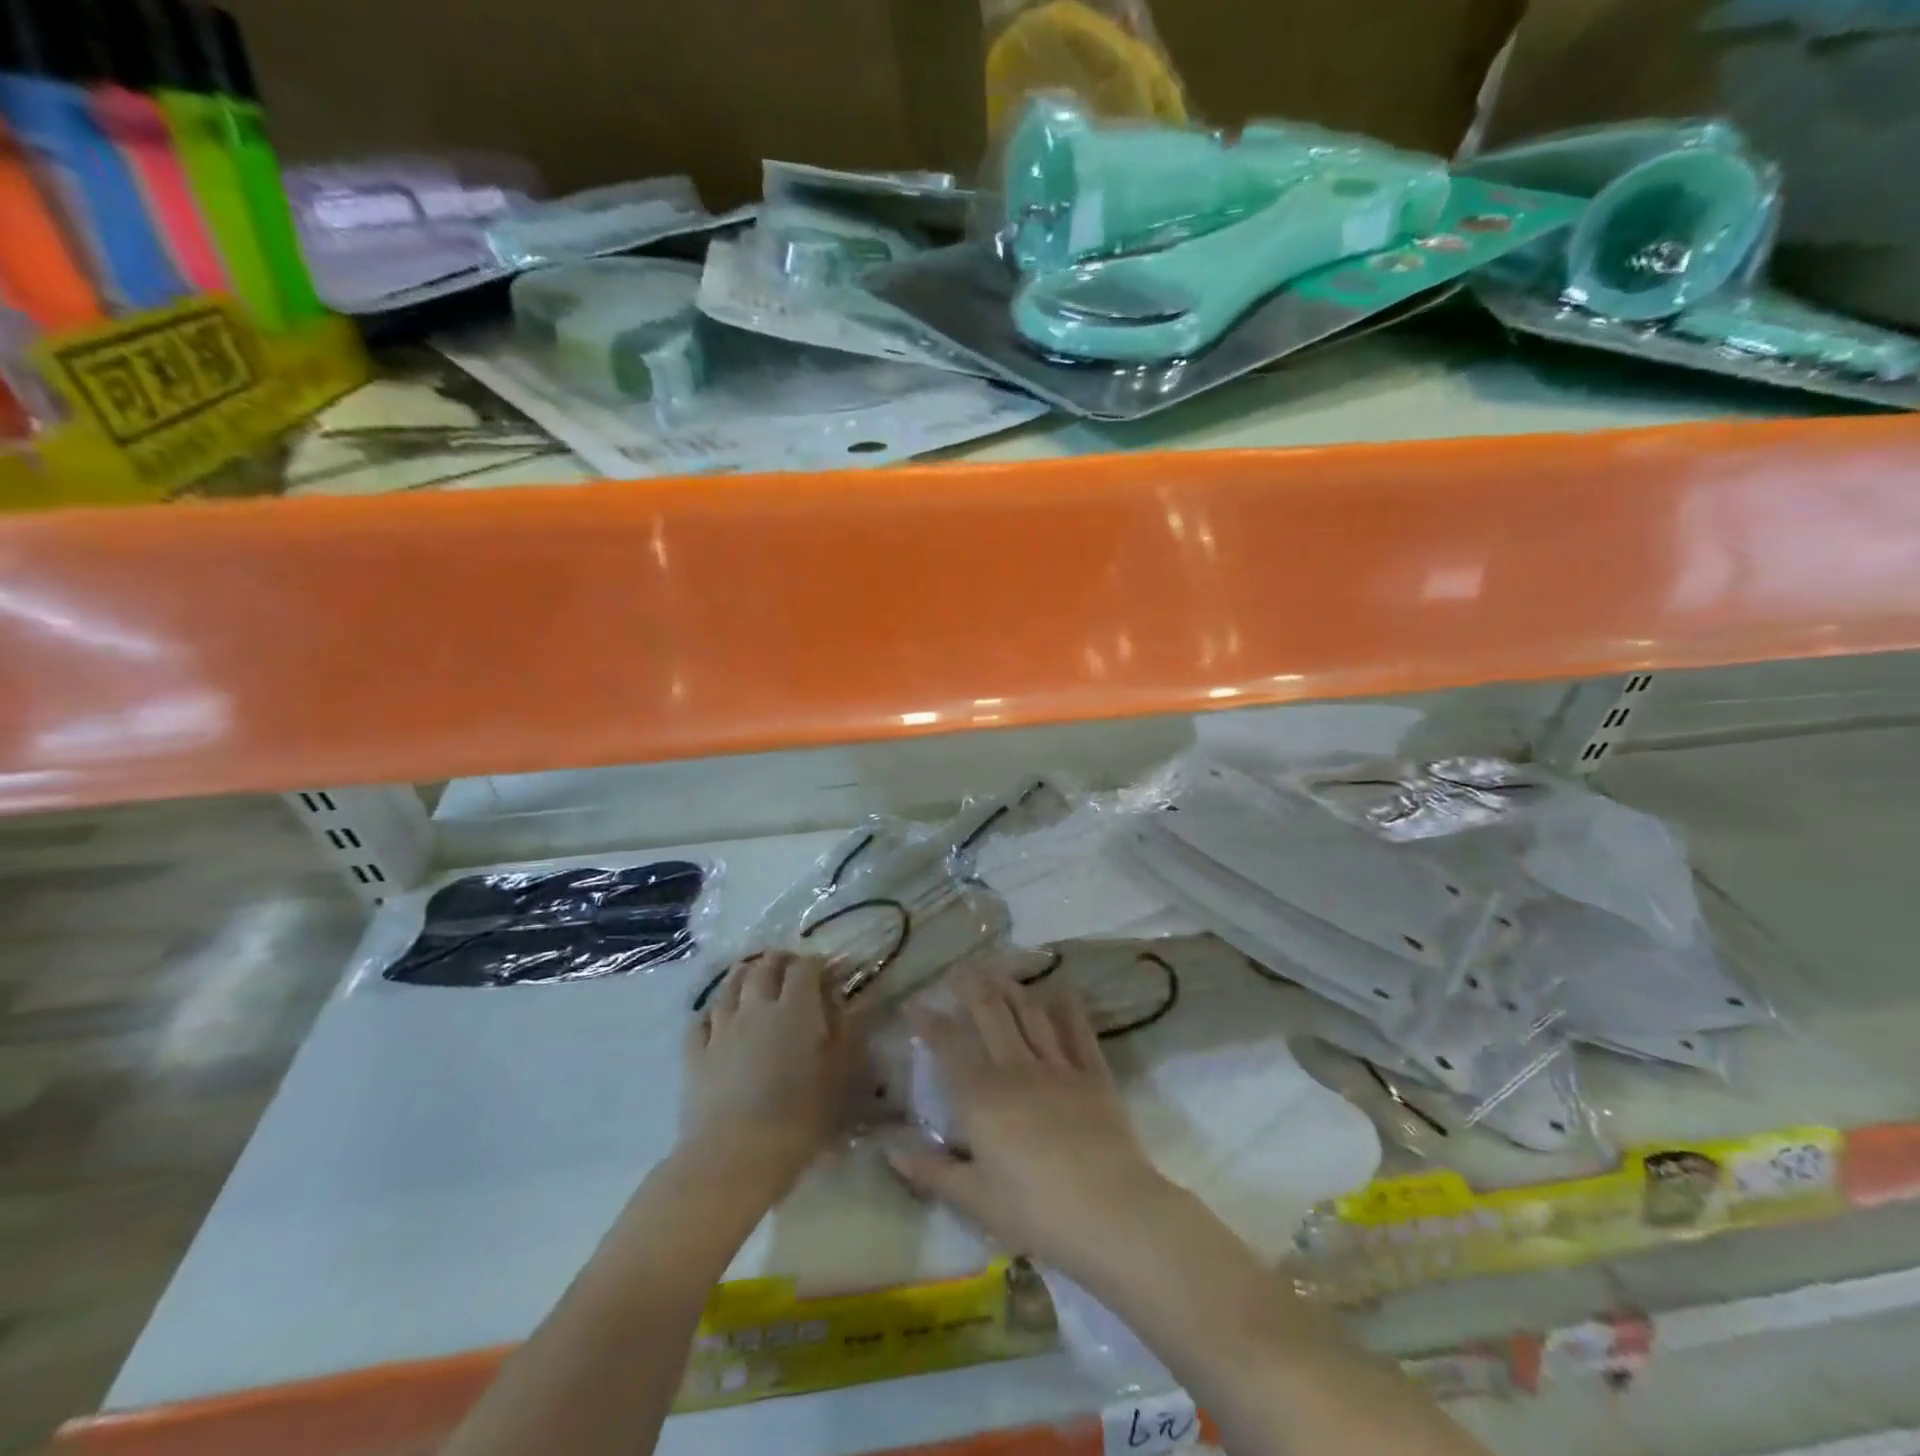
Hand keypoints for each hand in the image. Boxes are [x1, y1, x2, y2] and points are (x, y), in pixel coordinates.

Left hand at [680, 952, 857, 1197]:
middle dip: (778, 960)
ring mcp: (721, 1029)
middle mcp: (756, 1007)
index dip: (816, 963)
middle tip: (789, 965)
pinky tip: (717, 1018)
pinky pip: (700, 1021)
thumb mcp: (841, 1074)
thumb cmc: (800, 1116)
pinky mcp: (695, 1055)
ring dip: (744, 975)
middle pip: (764, 968)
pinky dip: (712, 1012)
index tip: (826, 971)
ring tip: (752, 976)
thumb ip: (848, 1032)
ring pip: (729, 986)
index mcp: (796, 1008)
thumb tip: (850, 1002)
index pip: (805, 967)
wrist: (735, 1156)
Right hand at [883, 969, 1169, 1277]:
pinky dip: (1069, 1009)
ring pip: (1030, 1015)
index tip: (914, 1002)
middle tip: (959, 967)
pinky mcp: (1094, 1075)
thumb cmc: (1036, 1212)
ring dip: (1012, 988)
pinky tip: (1062, 991)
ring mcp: (1059, 1067)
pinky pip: (1079, 1032)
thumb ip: (931, 1171)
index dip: (929, 1021)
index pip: (949, 1046)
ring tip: (998, 970)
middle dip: (971, 987)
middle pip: (991, 1015)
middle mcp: (1017, 1069)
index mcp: (982, 1096)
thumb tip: (888, 1150)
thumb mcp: (975, 1200)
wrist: (1111, 1213)